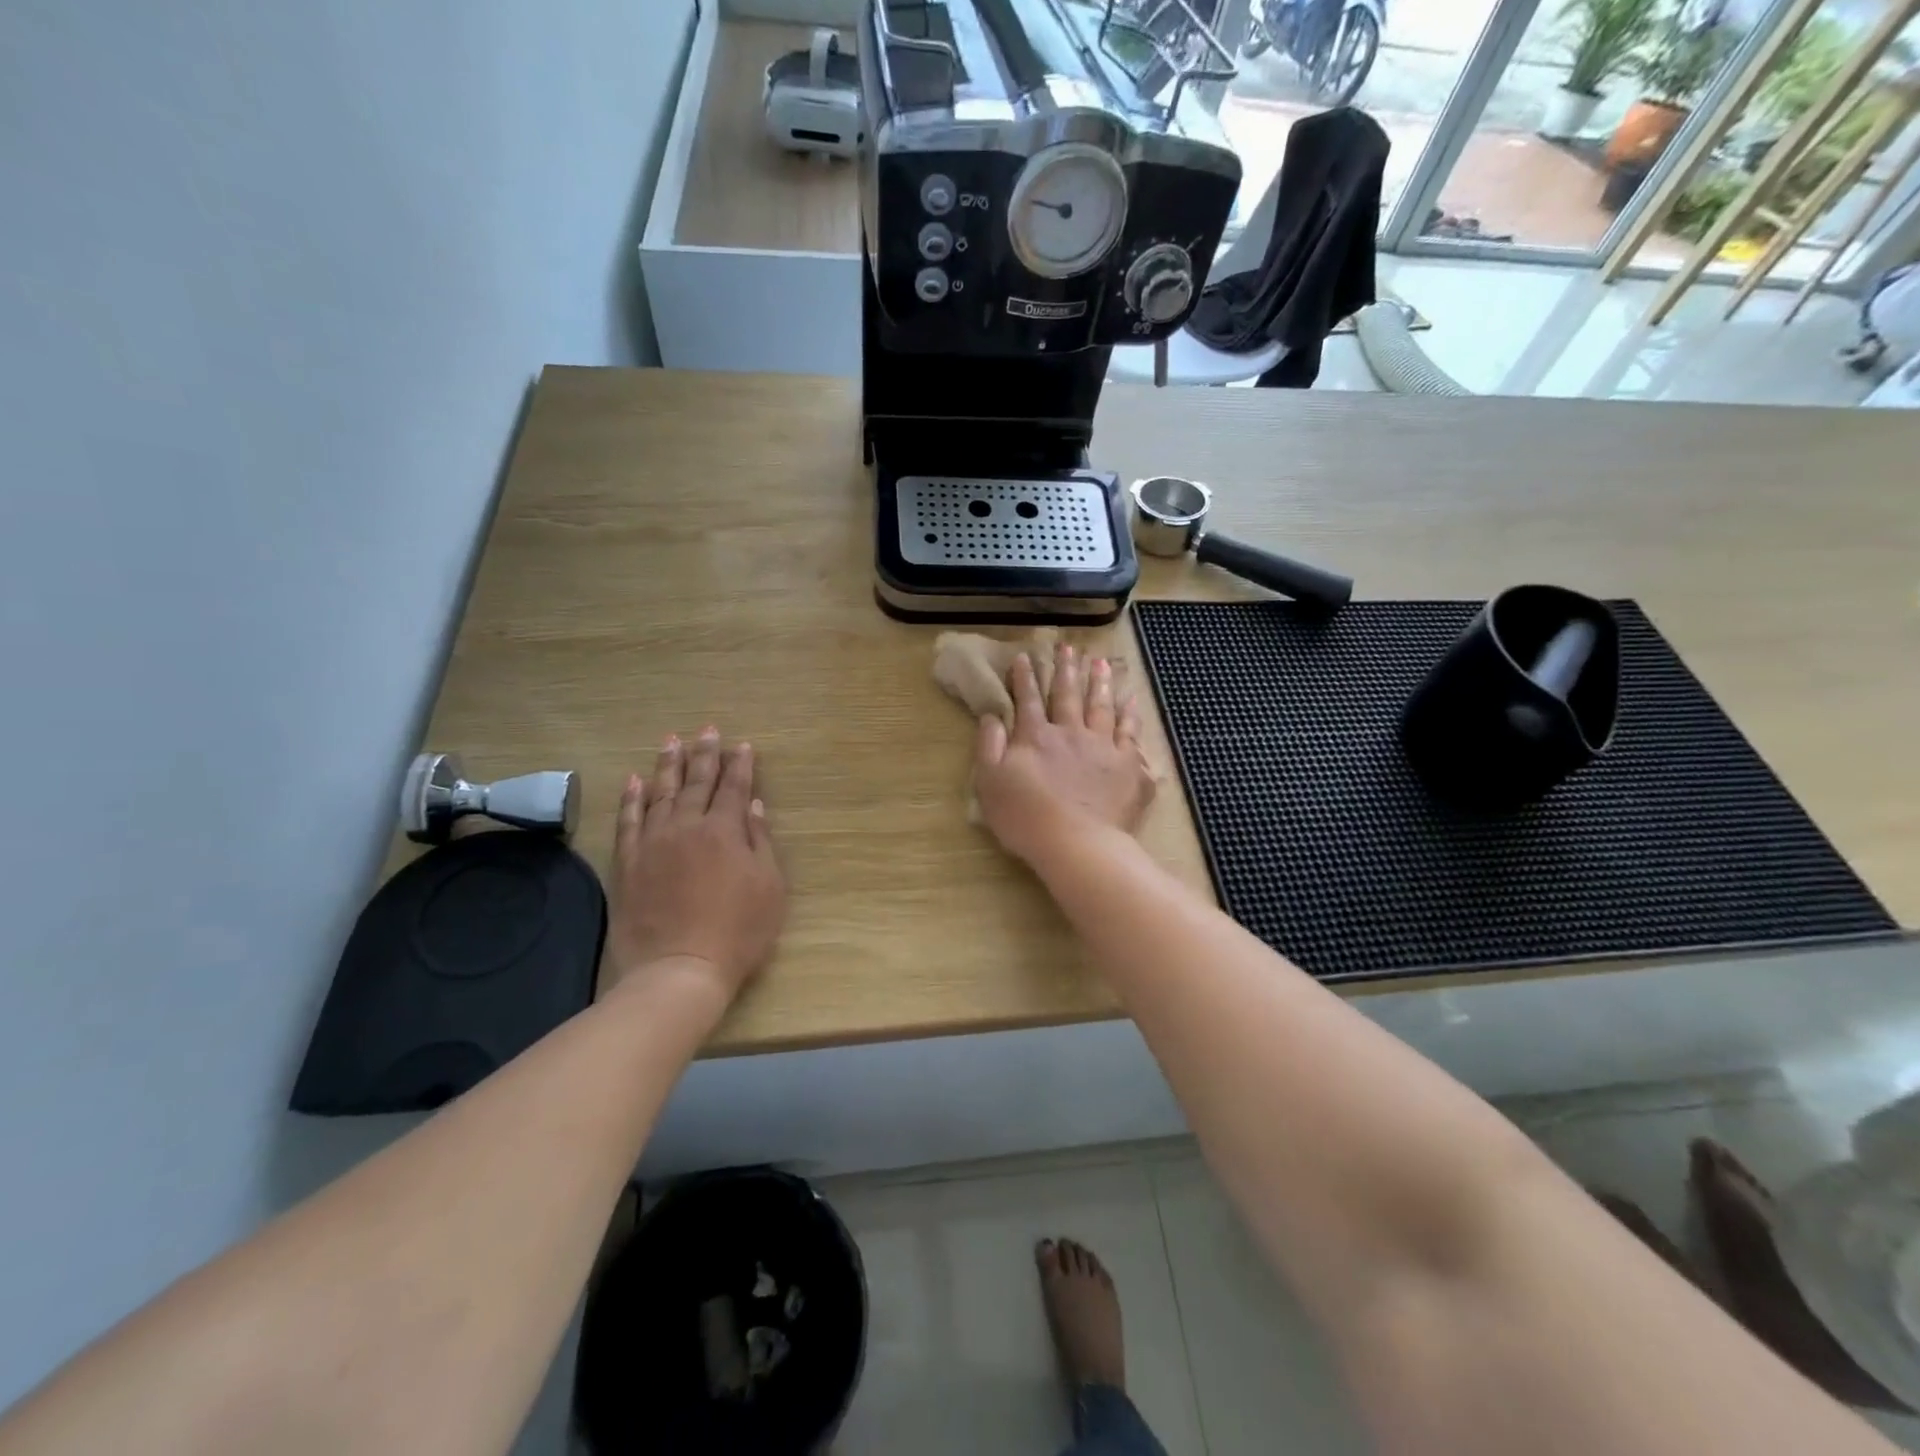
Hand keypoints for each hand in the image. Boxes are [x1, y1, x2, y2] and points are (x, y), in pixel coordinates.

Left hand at [603, 727, 785, 1004]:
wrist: (679, 970)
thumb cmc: (738, 932)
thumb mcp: (769, 888)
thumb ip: (760, 842)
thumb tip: (753, 807)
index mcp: (725, 831)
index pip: (734, 788)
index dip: (740, 765)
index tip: (742, 745)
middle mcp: (688, 826)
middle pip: (696, 782)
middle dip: (704, 754)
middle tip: (706, 729)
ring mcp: (653, 843)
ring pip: (660, 793)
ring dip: (667, 765)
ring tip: (671, 741)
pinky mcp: (628, 863)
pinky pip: (628, 821)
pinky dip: (632, 799)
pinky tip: (635, 781)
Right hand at [972, 642, 1154, 865]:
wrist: (1077, 843)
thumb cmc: (1025, 818)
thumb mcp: (989, 783)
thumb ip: (988, 746)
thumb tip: (991, 716)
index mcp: (1035, 736)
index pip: (1028, 699)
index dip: (1024, 677)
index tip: (1025, 656)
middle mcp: (1070, 732)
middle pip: (1068, 694)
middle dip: (1066, 669)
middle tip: (1069, 647)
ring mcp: (1103, 747)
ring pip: (1101, 706)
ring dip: (1099, 682)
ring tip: (1101, 662)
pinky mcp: (1128, 765)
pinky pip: (1131, 732)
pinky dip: (1131, 713)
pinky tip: (1131, 700)